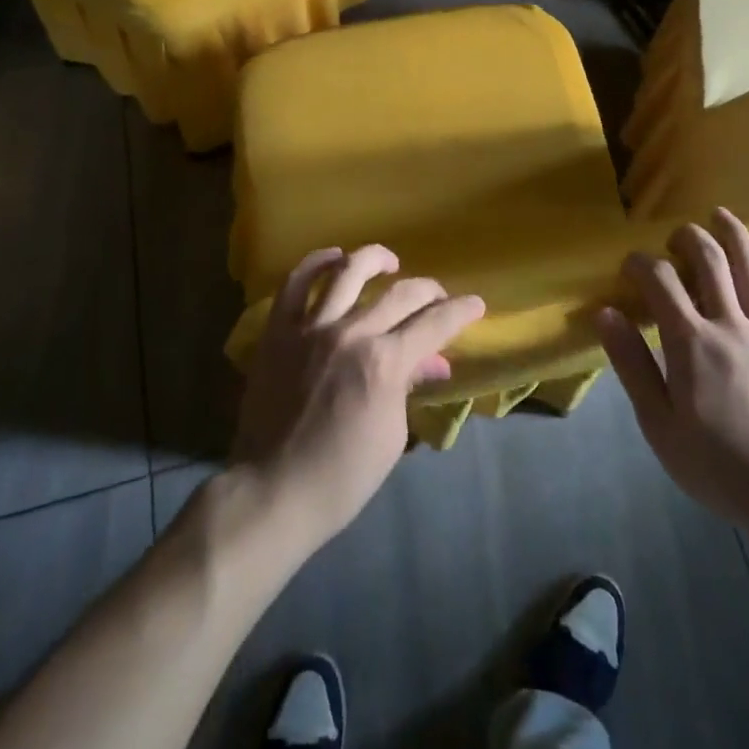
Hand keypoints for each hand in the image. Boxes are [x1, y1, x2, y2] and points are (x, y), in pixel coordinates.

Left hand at [232, 245, 485, 549]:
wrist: (273, 490)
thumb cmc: (341, 477)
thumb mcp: (390, 435)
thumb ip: (409, 386)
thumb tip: (432, 361)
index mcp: (384, 363)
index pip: (434, 324)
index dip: (460, 311)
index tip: (475, 304)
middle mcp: (351, 333)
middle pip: (400, 294)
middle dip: (429, 290)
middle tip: (438, 297)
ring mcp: (311, 327)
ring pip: (348, 272)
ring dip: (375, 260)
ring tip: (389, 262)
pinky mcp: (279, 331)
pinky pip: (296, 284)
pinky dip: (316, 263)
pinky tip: (333, 257)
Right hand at [597, 209, 748, 536]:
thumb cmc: (715, 464)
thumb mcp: (658, 423)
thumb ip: (631, 363)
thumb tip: (605, 313)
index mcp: (691, 342)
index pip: (660, 281)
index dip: (640, 263)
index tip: (628, 266)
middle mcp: (729, 325)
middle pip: (708, 261)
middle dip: (686, 238)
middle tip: (672, 238)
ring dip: (733, 234)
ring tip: (719, 214)